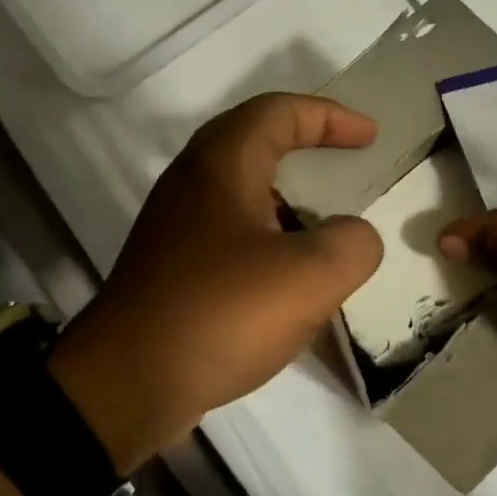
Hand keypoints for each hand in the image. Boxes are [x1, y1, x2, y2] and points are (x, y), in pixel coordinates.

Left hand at [48, 94, 383, 471]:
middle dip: (304, 144)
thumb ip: (352, 244)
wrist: (127, 383)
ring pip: (239, 190)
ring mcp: (174, 226)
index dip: (329, 116)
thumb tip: (353, 236)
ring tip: (325, 228)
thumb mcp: (309, 277)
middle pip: (253, 140)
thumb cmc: (220, 313)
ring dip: (285, 197)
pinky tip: (287, 278)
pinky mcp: (170, 266)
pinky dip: (266, 238)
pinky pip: (228, 232)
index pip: (279, 112)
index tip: (369, 138)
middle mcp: (191, 182)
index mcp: (222, 165)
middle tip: (344, 164)